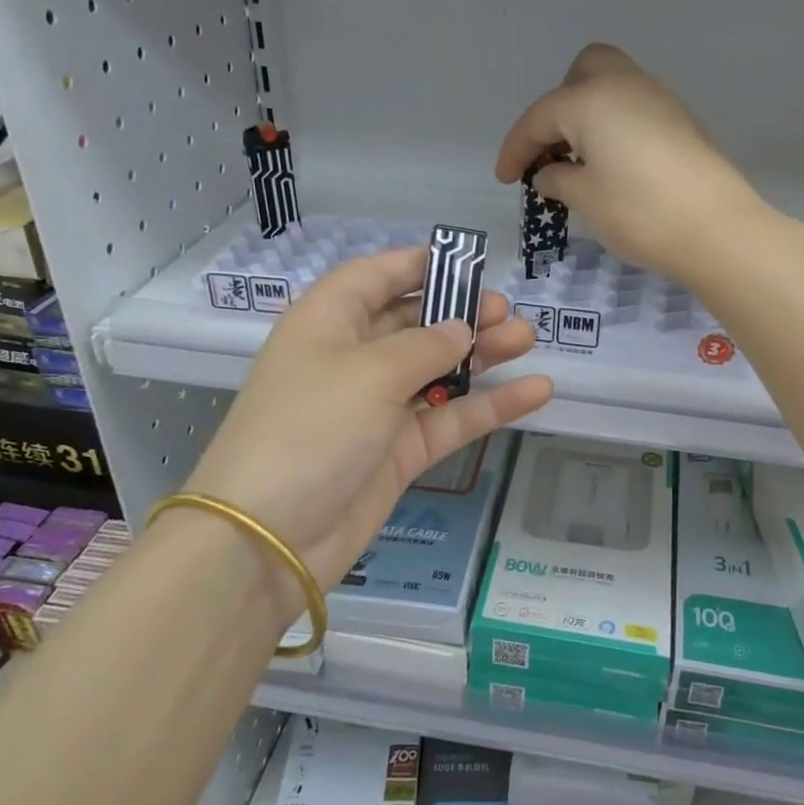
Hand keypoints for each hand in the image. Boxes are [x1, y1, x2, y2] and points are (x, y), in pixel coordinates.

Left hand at [183, 248, 551, 607]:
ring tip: (527, 340)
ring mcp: (377, 408)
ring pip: (438, 370)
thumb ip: (425, 346)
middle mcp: (353, 358)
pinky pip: (450, 418)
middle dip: (461, 313)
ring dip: (482, 354)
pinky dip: (490, 405)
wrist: (267, 541)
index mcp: (329, 322)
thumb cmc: (309, 430)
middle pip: (414, 322)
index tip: (470, 263)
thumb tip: (461, 329)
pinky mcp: (399, 452)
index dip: (419, 265)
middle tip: (507, 313)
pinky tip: (536, 391)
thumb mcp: (369, 374)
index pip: (376, 277)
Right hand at [495, 43, 769, 282]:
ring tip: (580, 162)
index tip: (505, 179)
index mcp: (590, 99)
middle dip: (559, 105)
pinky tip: (614, 165)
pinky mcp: (681, 121)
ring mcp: (658, 100)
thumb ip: (559, 180)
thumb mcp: (586, 199)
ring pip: (613, 87)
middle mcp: (624, 85)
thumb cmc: (639, 212)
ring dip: (588, 115)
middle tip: (553, 148)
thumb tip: (548, 175)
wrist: (717, 229)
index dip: (515, 148)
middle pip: (582, 72)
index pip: (539, 117)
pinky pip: (635, 109)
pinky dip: (615, 127)